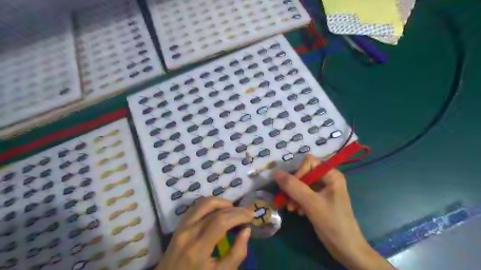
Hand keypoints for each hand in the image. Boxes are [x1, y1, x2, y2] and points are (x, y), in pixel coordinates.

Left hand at [158, 196, 254, 269]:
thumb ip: (236, 254)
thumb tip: (246, 230)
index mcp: (198, 248)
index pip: (221, 221)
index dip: (239, 215)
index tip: (251, 216)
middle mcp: (188, 232)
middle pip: (214, 209)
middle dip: (234, 208)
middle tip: (246, 213)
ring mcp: (182, 226)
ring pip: (204, 202)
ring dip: (222, 202)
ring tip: (233, 211)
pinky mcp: (180, 224)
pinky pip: (196, 207)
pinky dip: (211, 205)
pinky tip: (219, 211)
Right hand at [272, 155, 396, 269]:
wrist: (345, 248)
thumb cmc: (332, 222)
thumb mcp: (311, 203)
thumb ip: (293, 186)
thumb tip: (275, 172)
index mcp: (331, 174)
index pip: (309, 162)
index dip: (298, 172)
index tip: (292, 188)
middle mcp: (327, 178)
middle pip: (303, 173)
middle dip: (294, 187)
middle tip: (287, 200)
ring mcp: (323, 189)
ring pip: (301, 184)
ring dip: (294, 195)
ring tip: (291, 208)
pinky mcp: (318, 199)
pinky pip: (303, 193)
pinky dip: (298, 201)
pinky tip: (297, 211)